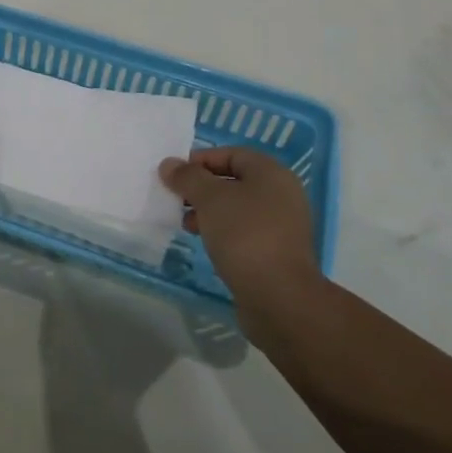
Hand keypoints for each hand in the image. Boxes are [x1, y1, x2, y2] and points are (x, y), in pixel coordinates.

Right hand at [159, 148, 318, 306]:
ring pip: (238, 209)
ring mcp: (283, 226)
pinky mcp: (277, 253)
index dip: (201, 160)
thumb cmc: (245, 235)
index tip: (175, 175)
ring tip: (187, 224)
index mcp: (272, 173)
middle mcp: (282, 195)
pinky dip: (223, 232)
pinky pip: (245, 232)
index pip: (231, 154)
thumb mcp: (210, 199)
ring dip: (210, 212)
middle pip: (234, 181)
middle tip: (177, 200)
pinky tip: (205, 243)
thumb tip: (169, 164)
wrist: (280, 298)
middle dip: (202, 188)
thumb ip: (187, 177)